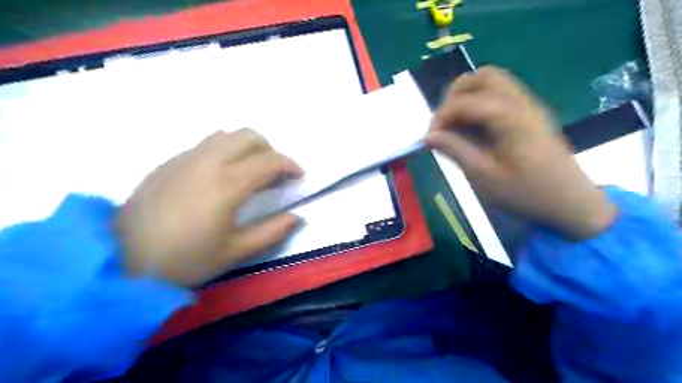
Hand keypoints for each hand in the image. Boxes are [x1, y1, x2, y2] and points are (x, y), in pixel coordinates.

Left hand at [116, 130, 303, 284]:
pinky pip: (206, 144)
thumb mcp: (234, 252)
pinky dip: (225, 150)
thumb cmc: (183, 260)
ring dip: (247, 147)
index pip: (269, 160)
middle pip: (249, 135)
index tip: (299, 177)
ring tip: (250, 172)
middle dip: (270, 149)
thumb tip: (297, 217)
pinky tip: (221, 175)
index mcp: (227, 184)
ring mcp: (185, 158)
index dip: (290, 165)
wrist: (120, 259)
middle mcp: (208, 161)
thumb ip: (271, 232)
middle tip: (274, 174)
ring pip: (226, 135)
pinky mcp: (169, 162)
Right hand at [424, 66, 612, 238]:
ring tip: (456, 125)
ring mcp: (529, 106)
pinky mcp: (531, 115)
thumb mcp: (484, 176)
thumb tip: (429, 136)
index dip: (441, 116)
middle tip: (444, 123)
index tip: (429, 139)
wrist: (571, 203)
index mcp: (510, 117)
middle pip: (483, 77)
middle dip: (455, 95)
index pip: (466, 101)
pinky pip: (501, 95)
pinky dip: (481, 103)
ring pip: (493, 82)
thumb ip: (455, 150)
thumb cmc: (526, 193)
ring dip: (468, 97)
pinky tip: (474, 128)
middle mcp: (521, 103)